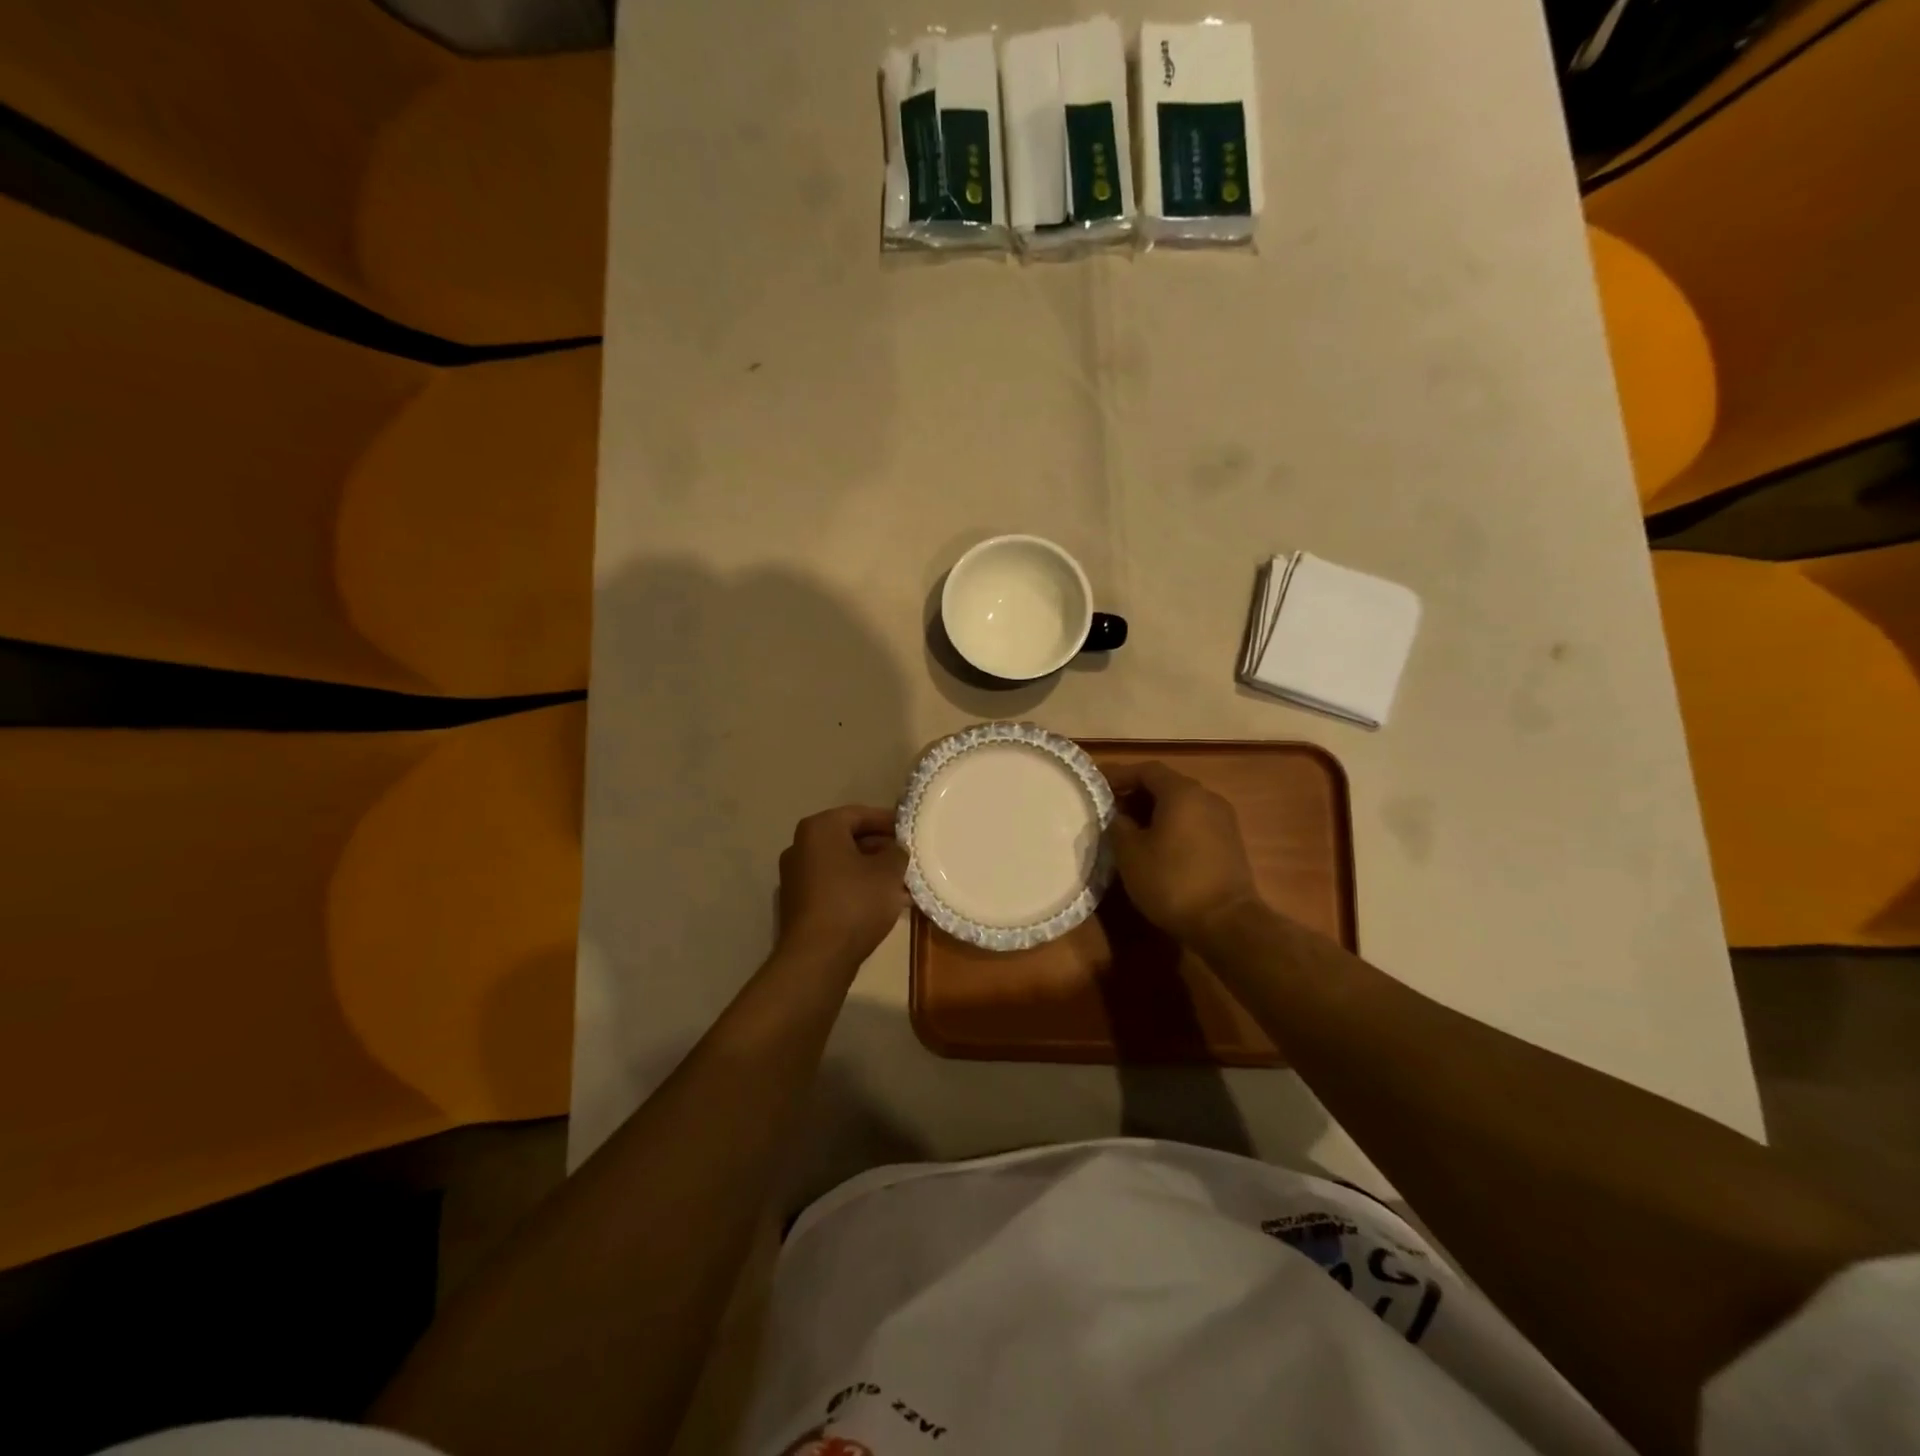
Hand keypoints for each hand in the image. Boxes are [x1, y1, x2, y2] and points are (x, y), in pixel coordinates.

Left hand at [776, 805, 909, 966]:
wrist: (817, 957)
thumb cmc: (855, 903)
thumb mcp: (888, 872)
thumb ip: (896, 852)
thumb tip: (895, 849)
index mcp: (819, 828)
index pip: (860, 814)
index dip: (888, 821)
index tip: (911, 831)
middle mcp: (801, 846)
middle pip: (849, 839)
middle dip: (881, 848)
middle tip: (908, 859)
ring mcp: (796, 876)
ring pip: (843, 865)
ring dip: (871, 871)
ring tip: (902, 884)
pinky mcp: (799, 903)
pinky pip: (834, 885)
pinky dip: (857, 888)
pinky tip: (883, 903)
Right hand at [1106, 761, 1262, 943]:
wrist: (1226, 923)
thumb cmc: (1171, 881)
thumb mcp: (1130, 854)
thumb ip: (1118, 826)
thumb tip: (1119, 817)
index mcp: (1182, 792)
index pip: (1147, 770)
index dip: (1120, 775)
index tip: (1097, 784)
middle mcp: (1207, 797)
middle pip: (1166, 785)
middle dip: (1136, 793)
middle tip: (1110, 808)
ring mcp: (1222, 820)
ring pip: (1181, 805)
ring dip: (1154, 811)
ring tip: (1129, 828)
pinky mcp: (1229, 843)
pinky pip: (1194, 822)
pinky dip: (1172, 825)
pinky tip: (1155, 845)